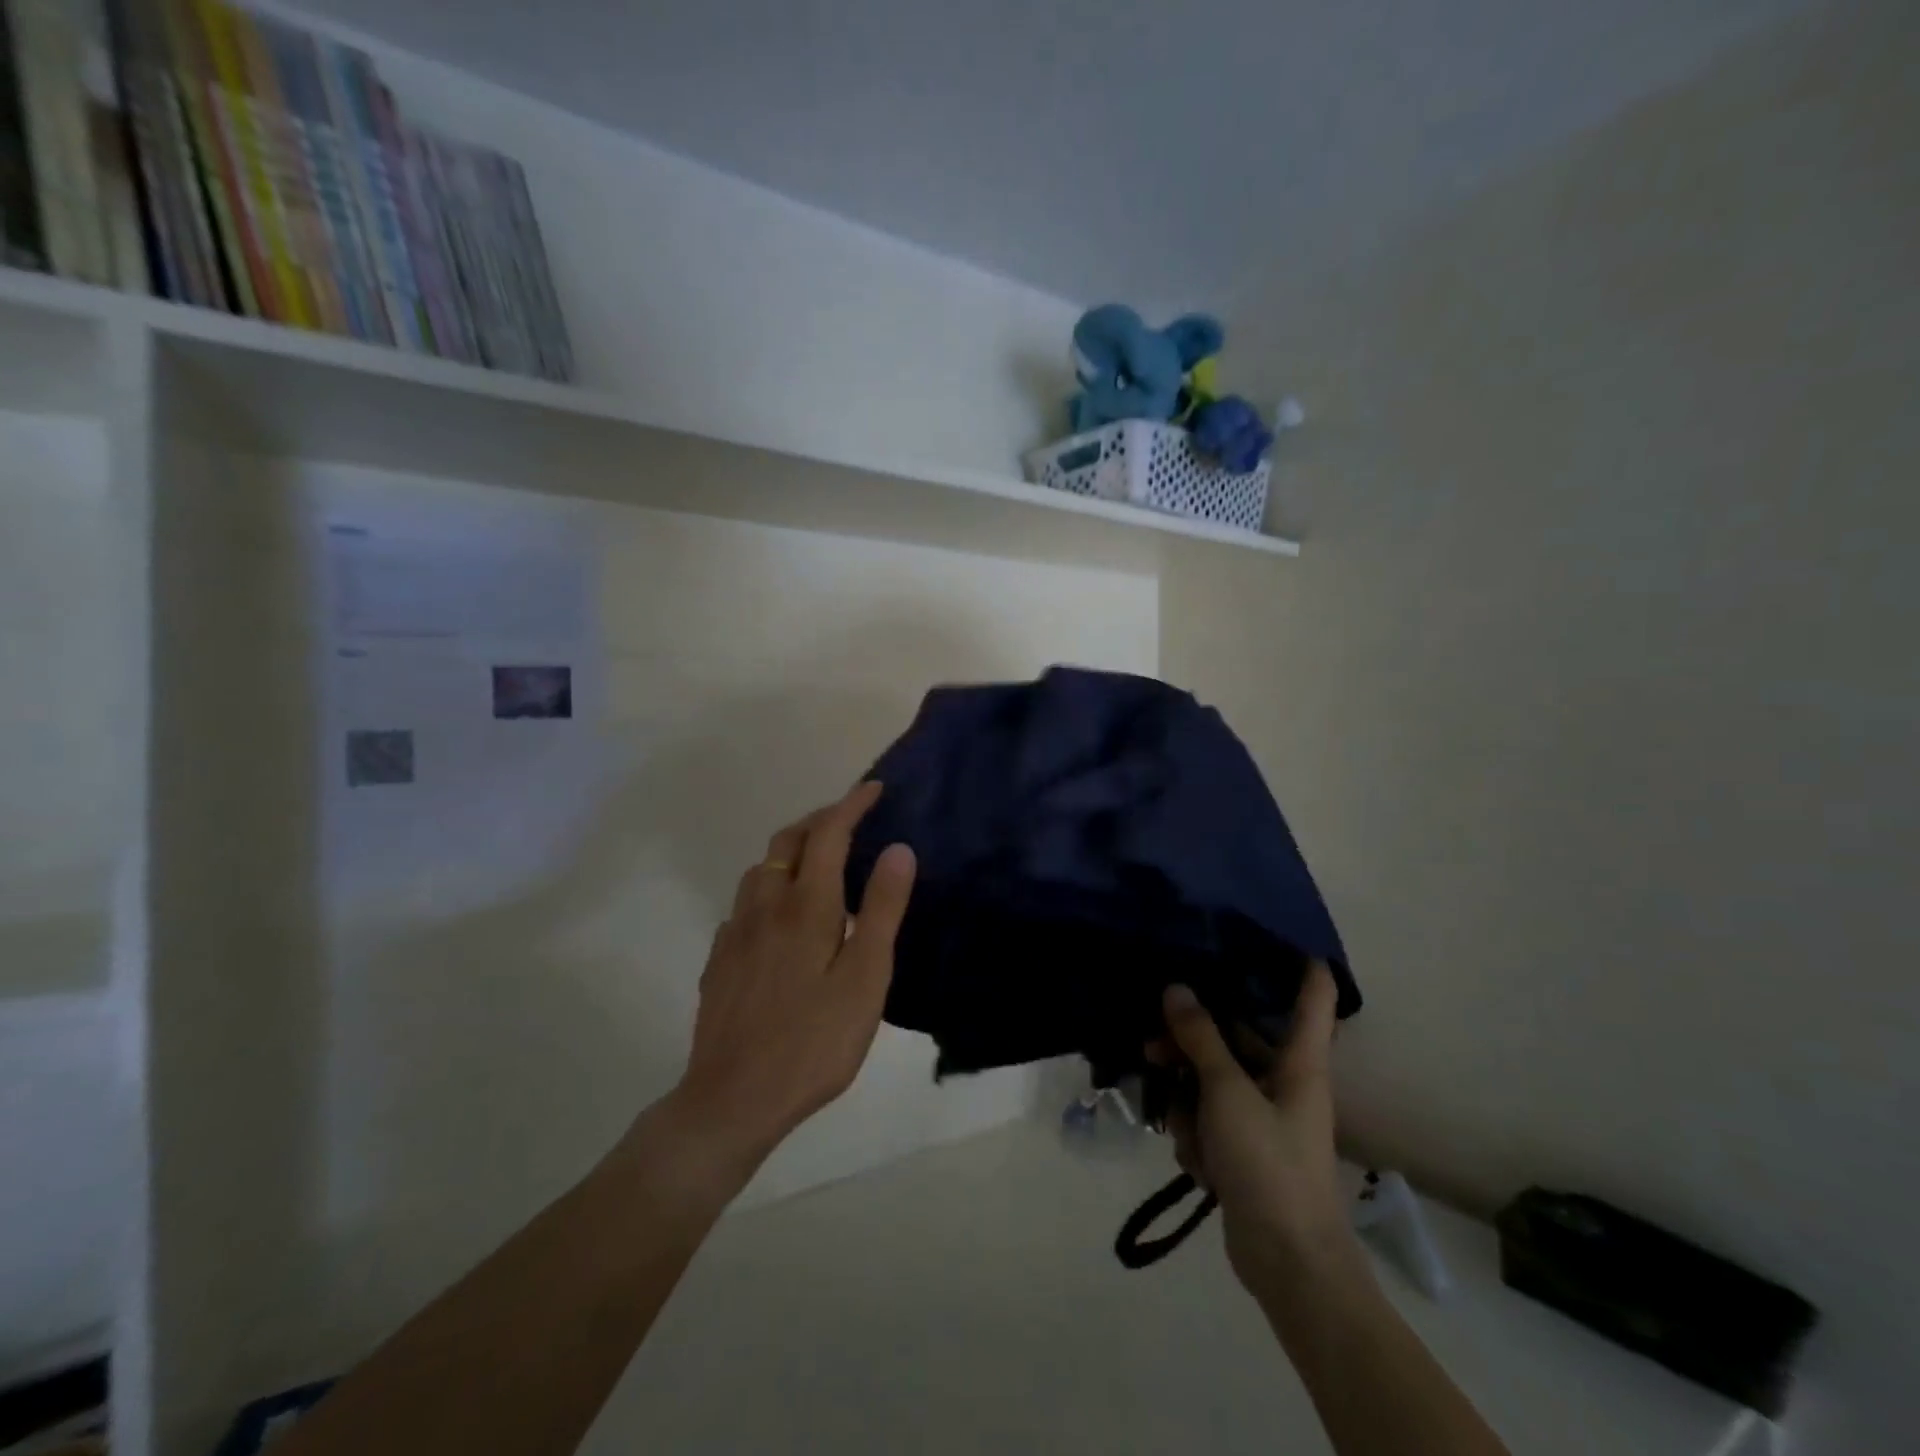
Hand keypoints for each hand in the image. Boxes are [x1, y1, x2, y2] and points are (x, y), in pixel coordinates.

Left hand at [670, 782, 916, 1173]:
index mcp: (805, 906)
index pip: (828, 834)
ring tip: (818, 864)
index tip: (874, 788)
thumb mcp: (865, 978)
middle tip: (849, 820)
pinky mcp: (720, 960)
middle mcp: (764, 907)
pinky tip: (780, 918)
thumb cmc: (813, 1041)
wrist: (732, 1099)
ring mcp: (735, 933)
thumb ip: (882, 910)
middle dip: (819, 819)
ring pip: (760, 870)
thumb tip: (899, 848)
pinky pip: (745, 904)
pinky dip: (769, 889)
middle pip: (788, 842)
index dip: (851, 804)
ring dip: (791, 852)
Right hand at [1153, 963, 1358, 1296]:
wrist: (1288, 1264)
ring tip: (1178, 1122)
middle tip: (1153, 1041)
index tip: (1269, 928)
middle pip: (1238, 1036)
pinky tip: (1195, 1160)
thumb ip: (1200, 1039)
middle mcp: (1284, 1081)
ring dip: (1188, 1097)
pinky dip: (1196, 1133)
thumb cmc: (1269, 1165)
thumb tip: (1176, 988)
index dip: (1300, 960)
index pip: (1313, 996)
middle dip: (1193, 1040)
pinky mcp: (1243, 1146)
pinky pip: (1209, 1117)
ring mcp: (1262, 1115)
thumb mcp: (1228, 1094)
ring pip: (1213, 1078)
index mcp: (1300, 1062)